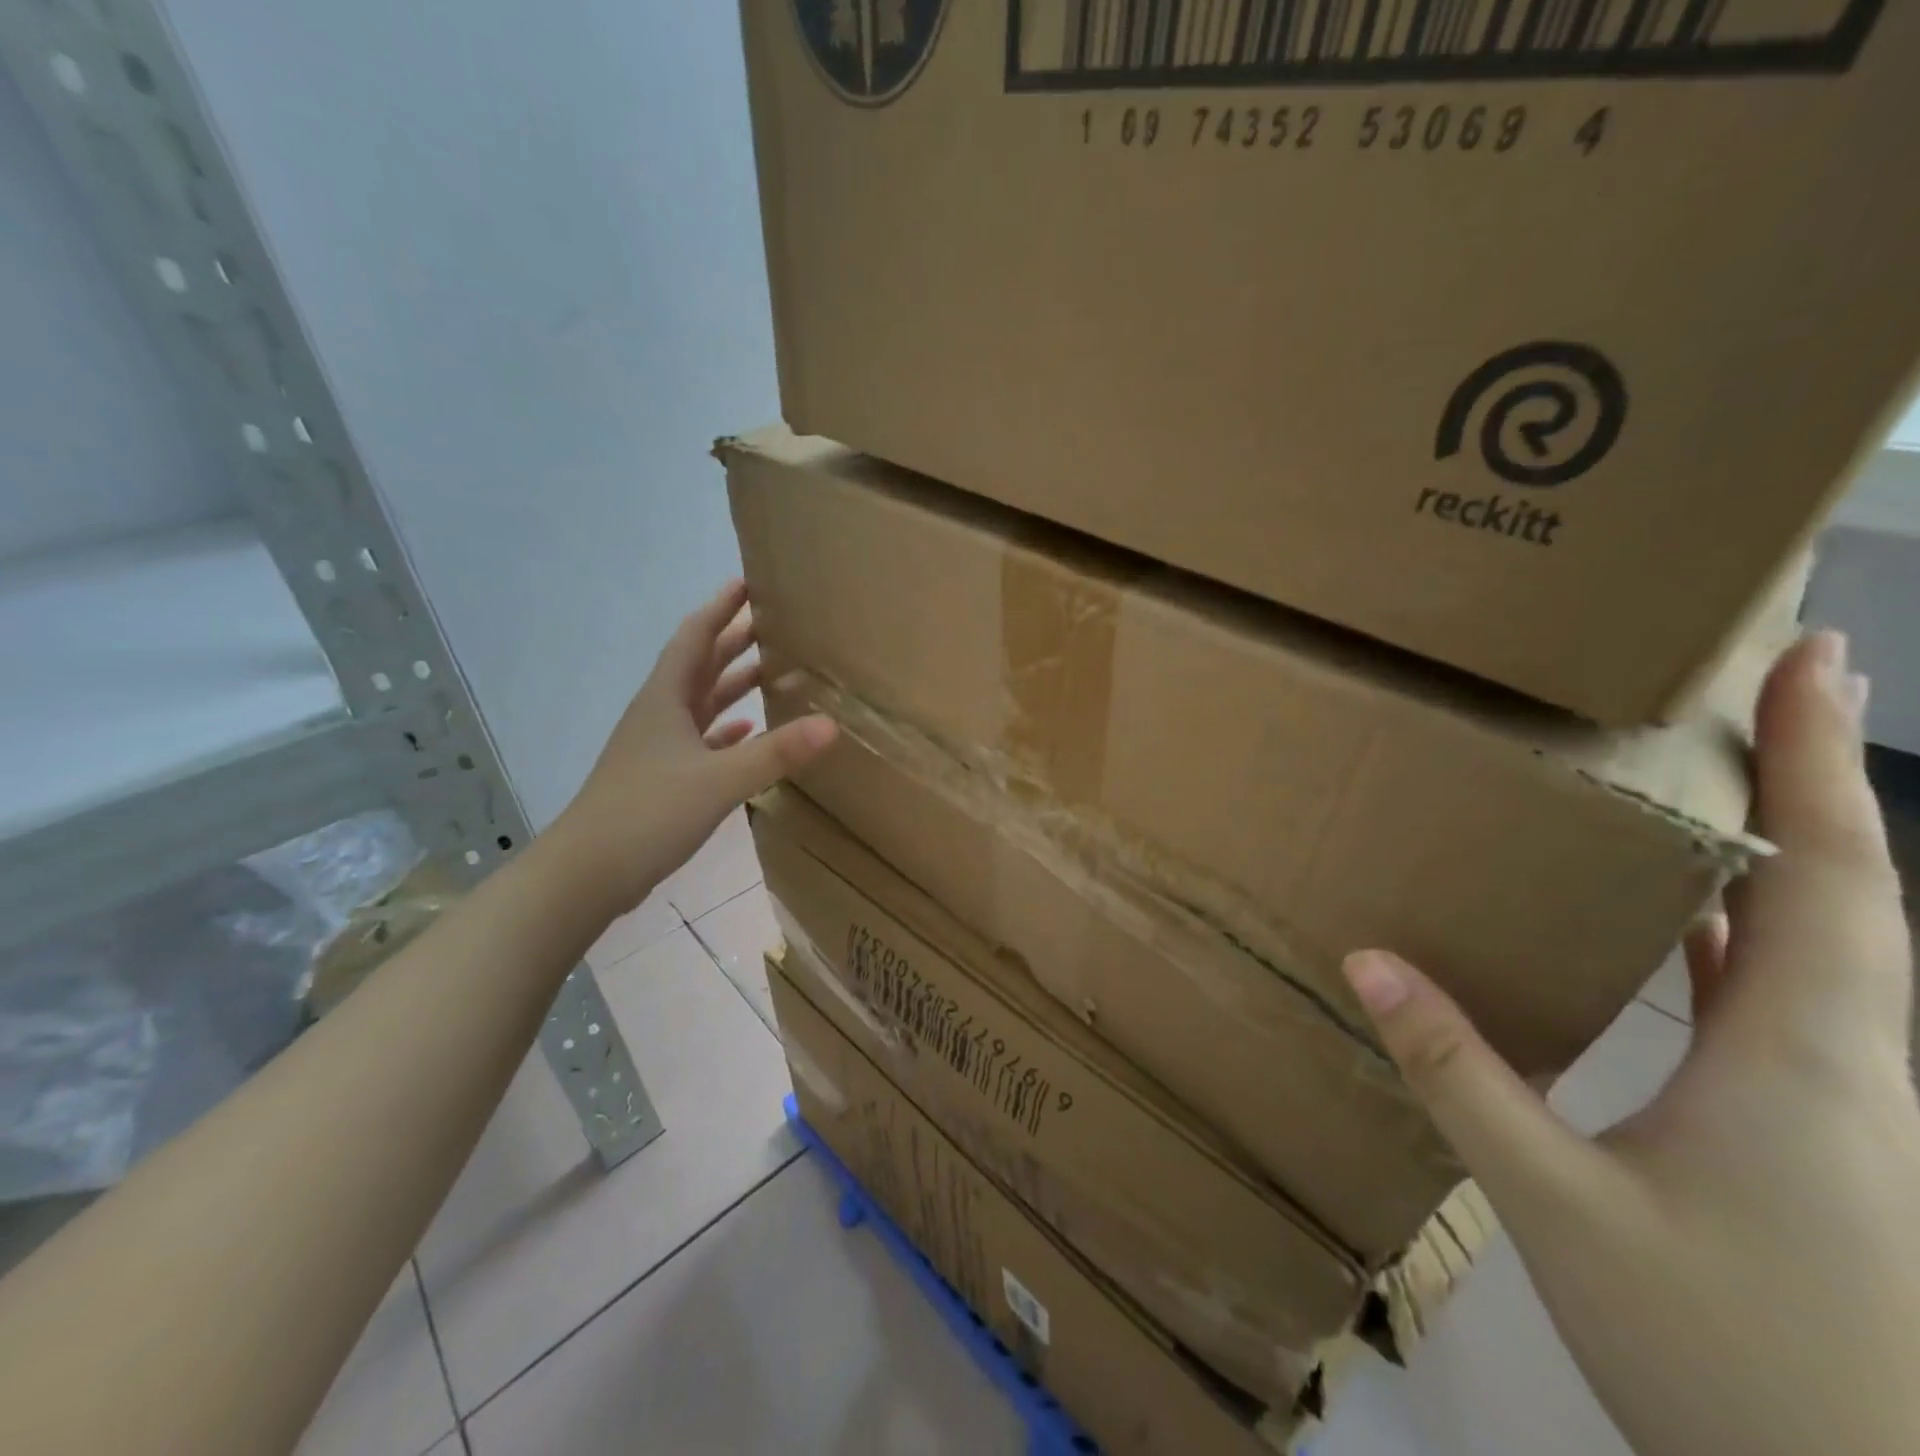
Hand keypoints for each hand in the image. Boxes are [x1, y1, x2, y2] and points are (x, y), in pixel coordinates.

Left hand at [549, 580, 836, 919]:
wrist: (588, 872)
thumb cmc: (647, 812)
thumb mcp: (718, 781)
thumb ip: (775, 753)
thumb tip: (832, 724)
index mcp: (666, 699)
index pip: (696, 636)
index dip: (721, 608)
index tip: (749, 583)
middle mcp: (661, 714)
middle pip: (701, 664)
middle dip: (735, 640)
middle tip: (774, 622)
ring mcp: (660, 747)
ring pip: (702, 702)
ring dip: (733, 684)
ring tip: (773, 670)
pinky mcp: (664, 777)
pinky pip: (701, 740)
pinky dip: (726, 730)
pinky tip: (747, 732)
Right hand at [1344, 632, 1919, 1455]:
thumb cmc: (1740, 1361)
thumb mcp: (1563, 1206)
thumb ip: (1461, 1076)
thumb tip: (1366, 963)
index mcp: (1811, 1057)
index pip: (1830, 874)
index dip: (1819, 758)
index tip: (1815, 659)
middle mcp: (1852, 1062)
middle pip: (1847, 891)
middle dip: (1811, 779)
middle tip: (1763, 693)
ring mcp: (1844, 1103)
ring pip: (1823, 942)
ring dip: (1782, 851)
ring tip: (1716, 782)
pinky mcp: (1820, 1135)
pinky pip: (1786, 995)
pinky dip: (1744, 931)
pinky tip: (1684, 920)